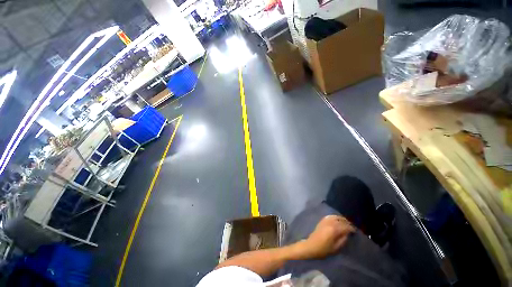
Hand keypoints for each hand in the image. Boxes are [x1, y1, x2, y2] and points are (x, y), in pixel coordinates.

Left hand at [302, 215, 354, 258]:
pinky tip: (337, 219)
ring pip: (336, 217)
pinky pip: (330, 216)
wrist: (311, 246)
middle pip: (341, 220)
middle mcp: (330, 223)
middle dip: (347, 223)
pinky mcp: (322, 221)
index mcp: (334, 230)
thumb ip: (343, 240)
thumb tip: (347, 234)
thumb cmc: (324, 249)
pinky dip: (335, 217)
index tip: (355, 231)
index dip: (351, 228)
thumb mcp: (336, 248)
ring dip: (341, 219)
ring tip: (346, 223)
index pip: (345, 227)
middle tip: (351, 227)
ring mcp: (325, 221)